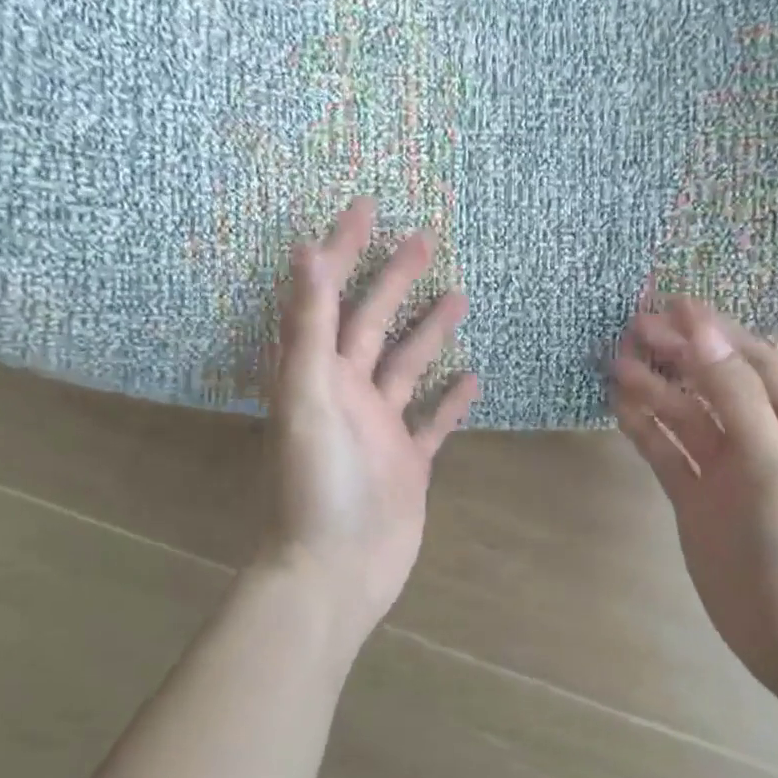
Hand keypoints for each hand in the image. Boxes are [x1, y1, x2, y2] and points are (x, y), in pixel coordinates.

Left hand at [258, 198, 477, 634]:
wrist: (334, 570)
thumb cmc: (316, 483)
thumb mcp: (307, 396)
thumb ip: (307, 327)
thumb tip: (303, 251)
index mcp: (316, 372)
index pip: (327, 296)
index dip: (342, 250)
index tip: (367, 208)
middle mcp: (346, 391)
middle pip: (371, 322)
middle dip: (395, 278)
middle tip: (425, 237)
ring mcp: (380, 426)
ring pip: (406, 365)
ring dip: (428, 331)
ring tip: (459, 295)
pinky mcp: (408, 460)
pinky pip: (433, 420)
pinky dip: (451, 398)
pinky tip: (473, 375)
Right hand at [611, 299, 777, 700]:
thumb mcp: (774, 461)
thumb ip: (736, 395)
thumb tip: (700, 329)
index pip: (750, 359)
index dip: (712, 330)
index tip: (669, 304)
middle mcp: (758, 437)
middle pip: (710, 382)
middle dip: (675, 353)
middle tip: (629, 329)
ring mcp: (723, 469)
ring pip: (683, 415)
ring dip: (652, 388)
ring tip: (613, 363)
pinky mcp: (694, 498)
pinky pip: (665, 452)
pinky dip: (643, 428)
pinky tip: (617, 407)